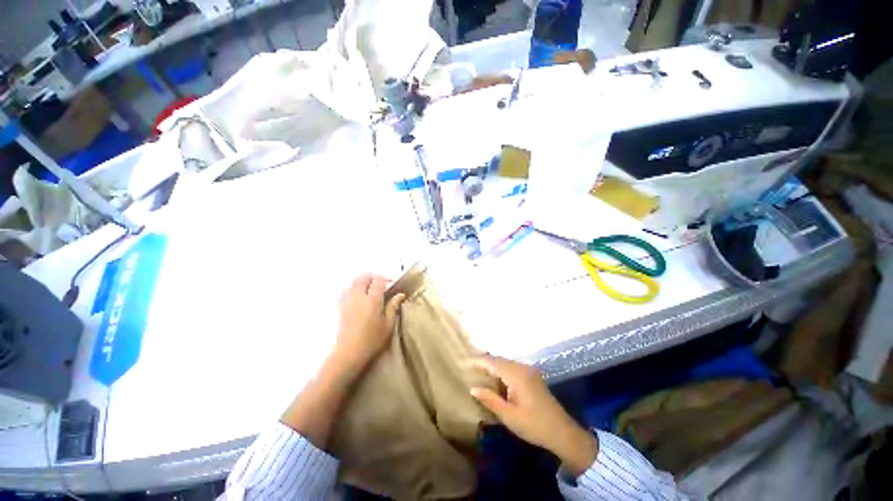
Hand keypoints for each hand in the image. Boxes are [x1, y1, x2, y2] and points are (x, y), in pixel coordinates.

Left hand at [334, 273, 405, 372]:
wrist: (348, 353)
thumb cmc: (372, 340)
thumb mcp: (388, 325)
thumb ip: (393, 307)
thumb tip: (400, 295)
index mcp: (373, 300)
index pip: (378, 280)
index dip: (386, 279)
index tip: (391, 284)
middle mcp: (359, 297)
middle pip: (363, 277)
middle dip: (373, 276)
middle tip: (380, 284)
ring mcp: (348, 301)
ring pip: (354, 282)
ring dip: (363, 281)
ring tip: (370, 289)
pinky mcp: (341, 306)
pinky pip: (347, 290)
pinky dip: (354, 288)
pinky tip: (360, 297)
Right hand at [470, 355, 597, 476]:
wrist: (563, 432)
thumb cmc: (534, 425)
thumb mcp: (508, 415)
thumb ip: (490, 399)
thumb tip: (473, 387)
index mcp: (516, 374)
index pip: (492, 362)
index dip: (478, 361)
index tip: (464, 362)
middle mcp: (522, 367)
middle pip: (499, 360)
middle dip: (484, 362)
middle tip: (469, 366)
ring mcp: (529, 371)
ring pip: (505, 363)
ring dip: (493, 366)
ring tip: (478, 371)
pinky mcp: (532, 376)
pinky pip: (512, 368)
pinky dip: (501, 370)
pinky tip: (495, 378)